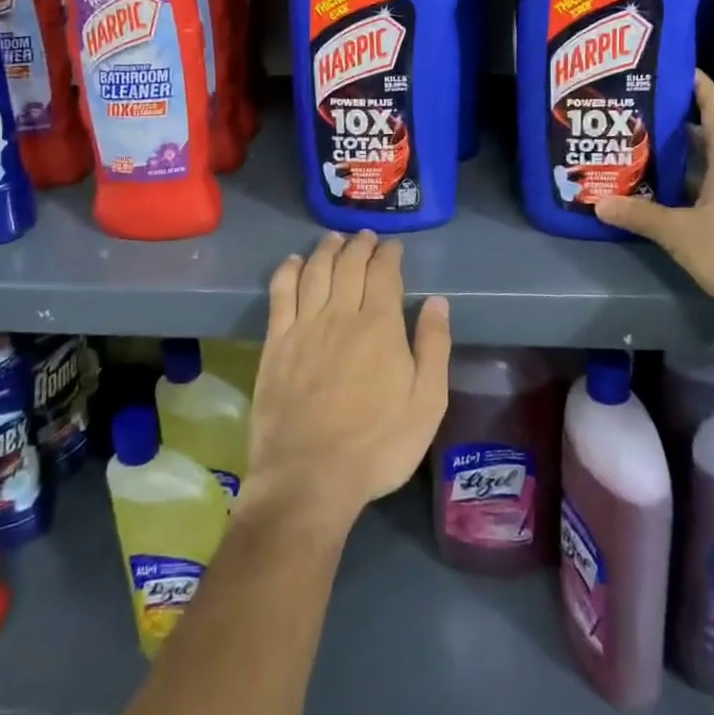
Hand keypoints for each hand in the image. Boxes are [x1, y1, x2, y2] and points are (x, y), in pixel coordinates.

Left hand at [246, 231, 451, 533]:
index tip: (393, 246)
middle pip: (349, 264)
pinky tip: (293, 262)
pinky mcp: (276, 343)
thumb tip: (437, 302)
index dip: (389, 254)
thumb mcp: (427, 403)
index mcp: (380, 325)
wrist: (309, 477)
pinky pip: (280, 293)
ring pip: (315, 271)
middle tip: (365, 237)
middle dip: (360, 245)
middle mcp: (340, 314)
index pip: (384, 272)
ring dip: (326, 250)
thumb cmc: (377, 445)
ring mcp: (304, 326)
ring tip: (334, 239)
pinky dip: (288, 271)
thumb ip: (434, 347)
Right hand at [595, 73, 713, 341]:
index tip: (673, 71)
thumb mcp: (680, 233)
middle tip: (640, 119)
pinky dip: (696, 187)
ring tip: (646, 156)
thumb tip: (600, 204)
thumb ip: (640, 215)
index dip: (697, 86)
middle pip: (712, 135)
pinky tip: (669, 198)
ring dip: (685, 161)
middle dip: (678, 126)